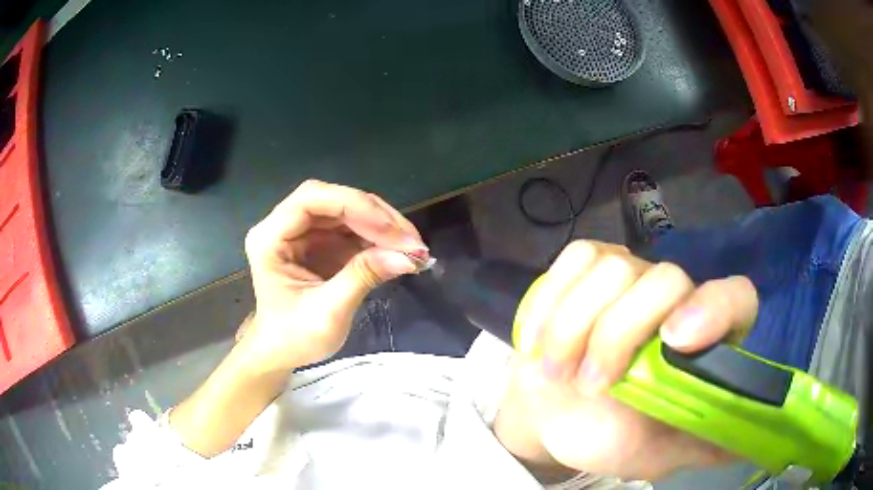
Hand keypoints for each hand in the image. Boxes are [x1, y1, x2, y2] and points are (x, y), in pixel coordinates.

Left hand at [241, 179, 427, 369]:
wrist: (281, 352)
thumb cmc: (294, 337)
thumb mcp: (328, 312)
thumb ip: (363, 277)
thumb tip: (408, 257)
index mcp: (270, 238)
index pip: (312, 200)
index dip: (355, 207)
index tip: (393, 232)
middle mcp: (282, 226)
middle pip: (332, 201)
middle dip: (374, 216)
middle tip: (411, 240)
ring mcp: (301, 232)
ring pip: (345, 211)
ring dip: (381, 225)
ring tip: (411, 246)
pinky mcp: (318, 242)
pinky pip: (350, 228)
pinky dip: (376, 237)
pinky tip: (397, 249)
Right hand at [494, 241, 757, 481]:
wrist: (555, 416)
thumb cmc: (611, 436)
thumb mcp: (660, 452)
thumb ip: (703, 443)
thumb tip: (750, 441)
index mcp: (704, 340)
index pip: (735, 297)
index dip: (714, 308)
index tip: (674, 340)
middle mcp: (675, 296)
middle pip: (664, 278)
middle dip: (617, 335)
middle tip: (589, 384)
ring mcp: (630, 273)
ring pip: (612, 268)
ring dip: (572, 327)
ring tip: (558, 371)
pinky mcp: (587, 264)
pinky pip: (574, 259)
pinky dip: (551, 300)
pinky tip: (542, 337)